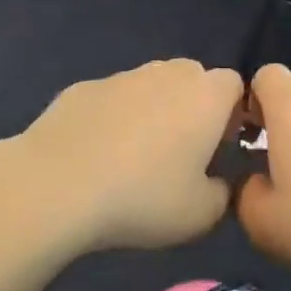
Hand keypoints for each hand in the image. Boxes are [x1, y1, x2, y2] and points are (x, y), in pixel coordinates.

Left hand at [11, 59, 245, 251]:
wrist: (55, 186)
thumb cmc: (142, 198)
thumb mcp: (201, 215)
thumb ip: (223, 194)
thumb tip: (216, 182)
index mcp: (206, 97)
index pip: (235, 85)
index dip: (232, 113)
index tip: (220, 147)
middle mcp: (167, 74)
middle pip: (192, 77)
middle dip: (193, 106)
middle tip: (182, 150)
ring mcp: (121, 77)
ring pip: (150, 84)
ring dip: (152, 110)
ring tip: (135, 155)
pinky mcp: (82, 88)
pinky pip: (111, 99)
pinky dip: (112, 118)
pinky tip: (96, 155)